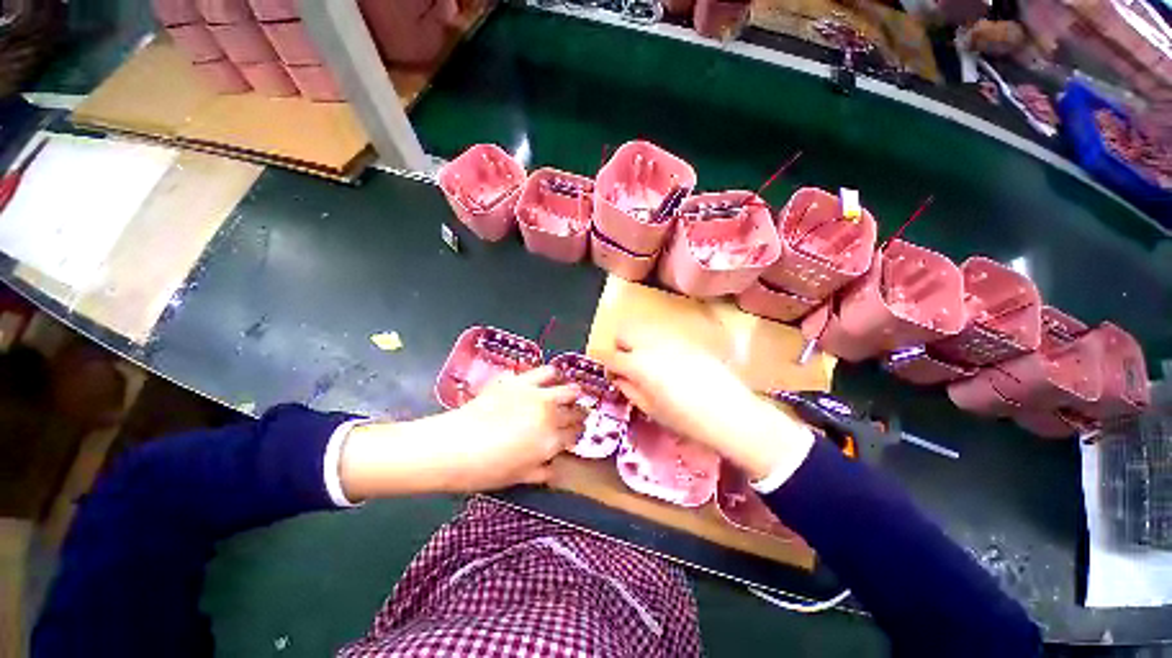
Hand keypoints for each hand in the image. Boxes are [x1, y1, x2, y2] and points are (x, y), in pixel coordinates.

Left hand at [339, 367, 585, 498]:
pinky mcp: (521, 381)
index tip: (575, 434)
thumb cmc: (484, 469)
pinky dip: (552, 374)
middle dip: (579, 415)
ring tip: (571, 393)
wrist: (452, 446)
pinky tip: (552, 376)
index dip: (577, 435)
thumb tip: (555, 466)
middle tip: (576, 415)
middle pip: (575, 413)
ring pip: (568, 390)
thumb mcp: (517, 477)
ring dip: (573, 393)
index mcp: (550, 442)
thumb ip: (541, 471)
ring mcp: (537, 396)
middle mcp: (550, 416)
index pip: (574, 435)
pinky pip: (545, 372)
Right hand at [607, 328, 813, 480]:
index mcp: (639, 364)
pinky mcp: (688, 341)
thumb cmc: (687, 420)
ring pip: (644, 331)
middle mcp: (652, 345)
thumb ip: (630, 388)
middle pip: (624, 332)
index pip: (608, 354)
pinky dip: (657, 347)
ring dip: (638, 344)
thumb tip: (618, 377)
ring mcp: (672, 340)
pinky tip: (670, 366)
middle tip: (626, 366)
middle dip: (619, 346)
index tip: (604, 368)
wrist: (732, 414)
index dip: (600, 360)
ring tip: (648, 366)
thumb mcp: (651, 409)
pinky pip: (664, 338)